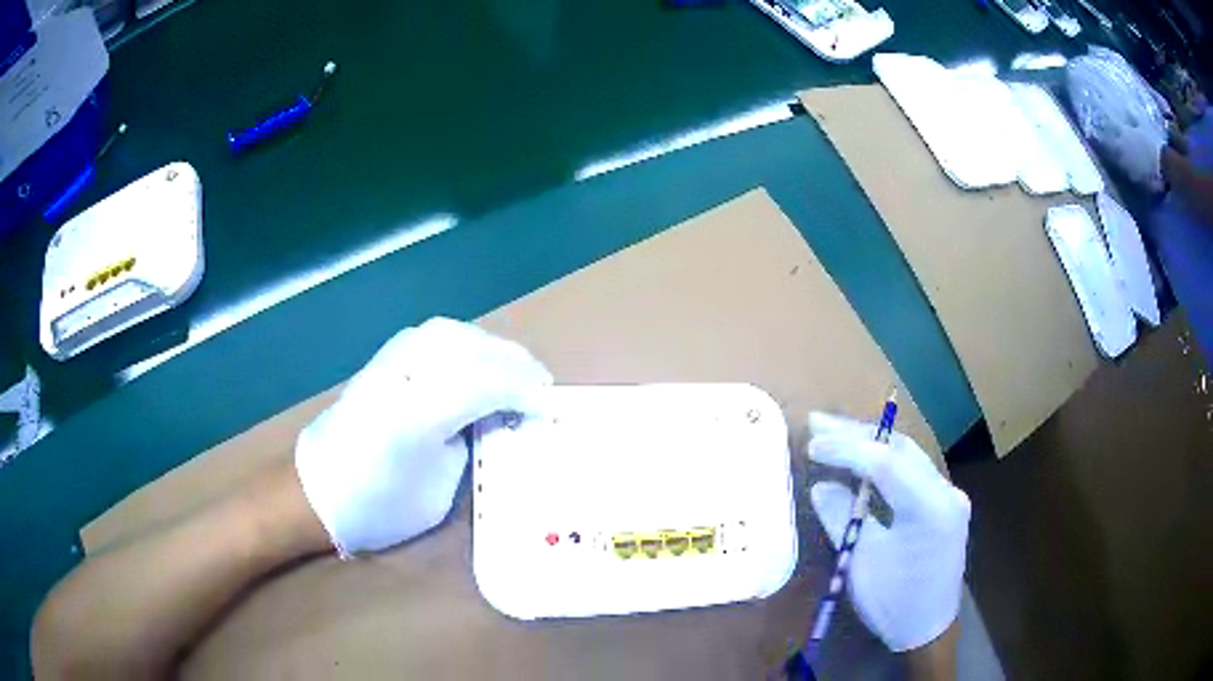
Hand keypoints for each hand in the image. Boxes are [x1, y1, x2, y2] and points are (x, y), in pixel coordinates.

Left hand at [295, 318, 551, 555]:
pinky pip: (433, 335)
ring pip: (454, 334)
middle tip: (541, 385)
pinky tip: (474, 358)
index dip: (527, 393)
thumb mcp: (439, 491)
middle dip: (515, 364)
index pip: (489, 385)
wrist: (318, 491)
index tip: (551, 408)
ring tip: (513, 369)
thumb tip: (491, 417)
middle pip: (473, 350)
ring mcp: (390, 361)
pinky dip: (464, 341)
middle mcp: (406, 375)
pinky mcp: (382, 360)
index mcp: (420, 415)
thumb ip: (468, 444)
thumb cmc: (380, 507)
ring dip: (491, 347)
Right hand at [805, 412, 970, 652]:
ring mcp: (949, 494)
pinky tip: (862, 458)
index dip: (848, 449)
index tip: (812, 446)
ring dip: (870, 443)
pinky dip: (884, 461)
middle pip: (900, 449)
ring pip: (907, 454)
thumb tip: (821, 486)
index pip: (887, 463)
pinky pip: (912, 469)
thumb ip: (842, 518)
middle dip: (857, 435)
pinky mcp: (945, 502)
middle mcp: (946, 492)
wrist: (929, 628)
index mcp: (930, 509)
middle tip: (817, 423)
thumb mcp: (862, 564)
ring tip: (833, 432)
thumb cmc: (893, 604)